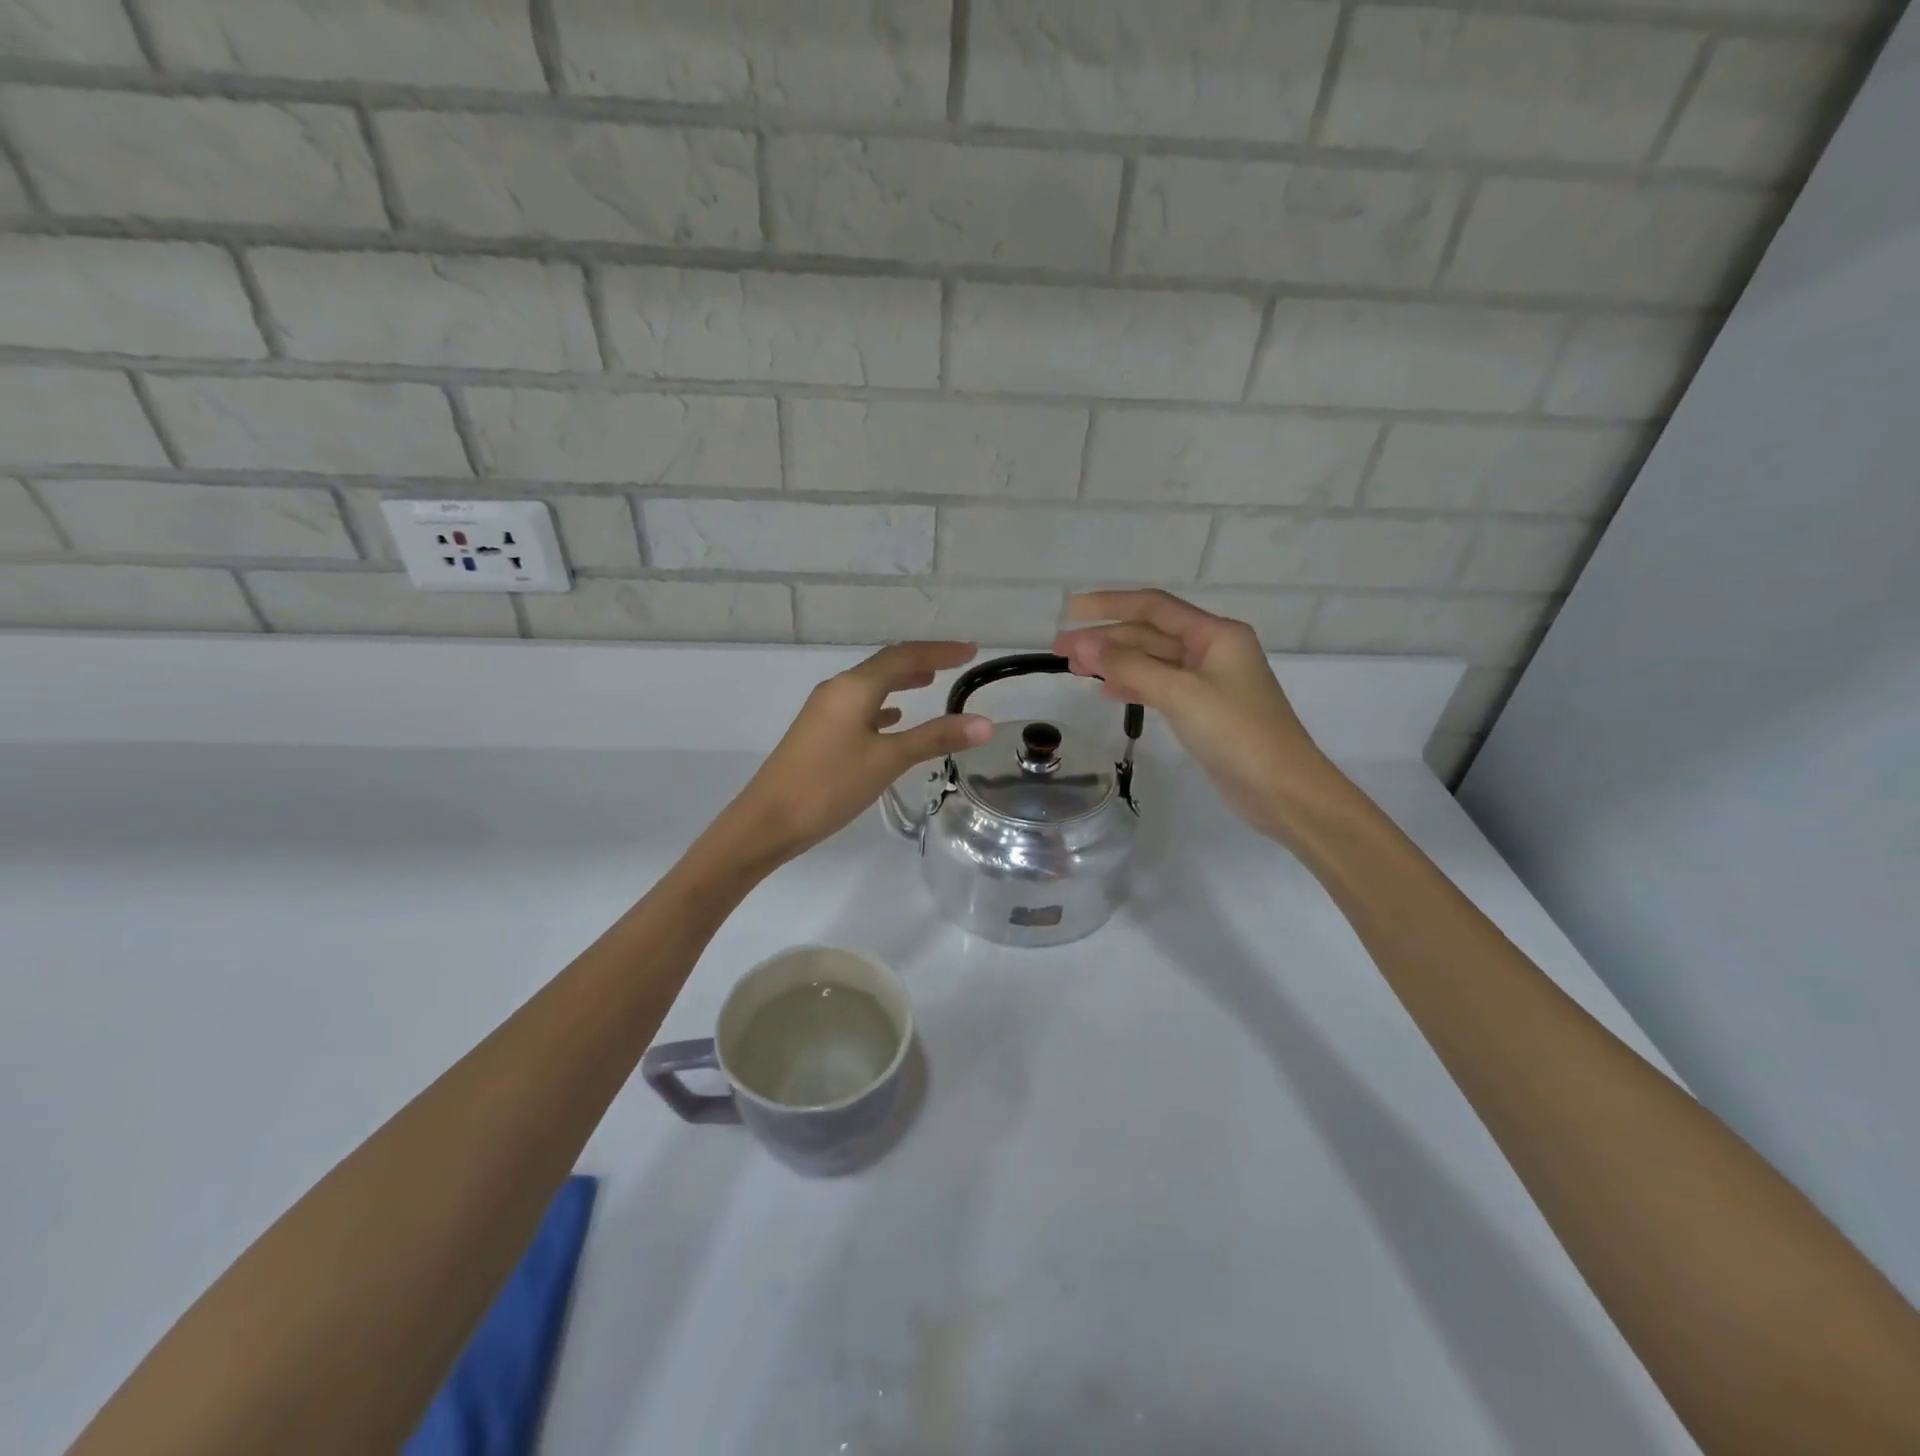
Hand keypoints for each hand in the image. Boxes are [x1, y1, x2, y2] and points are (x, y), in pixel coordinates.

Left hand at [713, 641, 993, 865]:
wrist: (768, 821)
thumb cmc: (829, 785)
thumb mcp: (888, 760)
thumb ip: (935, 738)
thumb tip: (985, 723)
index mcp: (854, 688)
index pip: (903, 656)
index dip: (939, 651)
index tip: (971, 651)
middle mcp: (837, 690)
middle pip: (884, 666)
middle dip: (921, 661)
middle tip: (954, 663)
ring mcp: (824, 711)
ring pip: (870, 686)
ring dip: (900, 681)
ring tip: (929, 683)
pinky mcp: (818, 733)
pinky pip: (858, 708)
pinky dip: (882, 706)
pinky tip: (893, 719)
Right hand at [1054, 590, 1341, 841]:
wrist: (1282, 790)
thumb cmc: (1236, 733)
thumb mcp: (1180, 694)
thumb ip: (1131, 666)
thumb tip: (1085, 644)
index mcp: (1215, 634)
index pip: (1153, 607)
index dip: (1109, 605)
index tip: (1071, 611)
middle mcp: (1212, 650)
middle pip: (1149, 634)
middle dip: (1105, 639)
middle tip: (1061, 651)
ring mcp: (1208, 681)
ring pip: (1152, 662)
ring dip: (1114, 662)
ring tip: (1074, 670)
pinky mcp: (1203, 710)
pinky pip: (1159, 686)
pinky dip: (1132, 685)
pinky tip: (1107, 691)